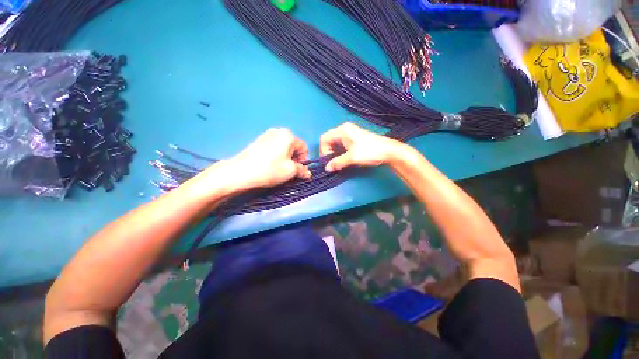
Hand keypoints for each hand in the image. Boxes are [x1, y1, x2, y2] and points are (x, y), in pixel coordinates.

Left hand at [222, 128, 311, 190]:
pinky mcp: (259, 142)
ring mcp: (267, 135)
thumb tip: (308, 174)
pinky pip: (274, 149)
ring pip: (284, 149)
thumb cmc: (270, 169)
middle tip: (289, 172)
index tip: (299, 171)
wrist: (241, 172)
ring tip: (279, 170)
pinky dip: (277, 157)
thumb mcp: (291, 171)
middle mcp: (278, 131)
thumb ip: (303, 171)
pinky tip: (270, 166)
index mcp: (288, 135)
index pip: (304, 148)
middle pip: (294, 148)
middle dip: (295, 160)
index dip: (304, 161)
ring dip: (286, 160)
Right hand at [320, 122, 403, 171]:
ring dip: (334, 153)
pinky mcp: (355, 138)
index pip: (324, 139)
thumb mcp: (351, 158)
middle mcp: (344, 129)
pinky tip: (344, 159)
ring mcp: (350, 133)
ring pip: (335, 143)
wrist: (389, 151)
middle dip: (328, 152)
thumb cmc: (369, 152)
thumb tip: (327, 168)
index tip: (328, 161)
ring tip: (337, 162)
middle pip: (329, 140)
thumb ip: (337, 163)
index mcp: (342, 130)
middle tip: (332, 163)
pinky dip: (340, 152)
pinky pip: (342, 144)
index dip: (323, 151)